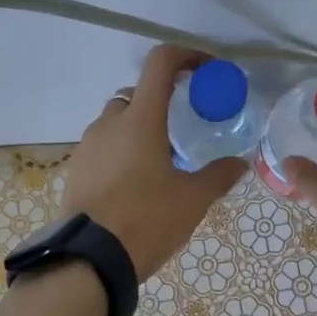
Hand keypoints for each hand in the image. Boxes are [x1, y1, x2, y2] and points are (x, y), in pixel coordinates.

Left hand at [60, 45, 245, 279]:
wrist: (89, 259)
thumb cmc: (146, 220)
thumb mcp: (192, 200)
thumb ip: (218, 176)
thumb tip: (240, 163)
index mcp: (141, 119)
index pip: (161, 62)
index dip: (186, 56)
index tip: (206, 71)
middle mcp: (110, 122)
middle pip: (138, 94)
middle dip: (163, 102)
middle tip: (184, 129)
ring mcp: (88, 145)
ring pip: (117, 121)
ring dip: (140, 128)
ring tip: (161, 161)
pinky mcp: (76, 168)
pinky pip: (103, 146)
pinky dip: (121, 151)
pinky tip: (136, 183)